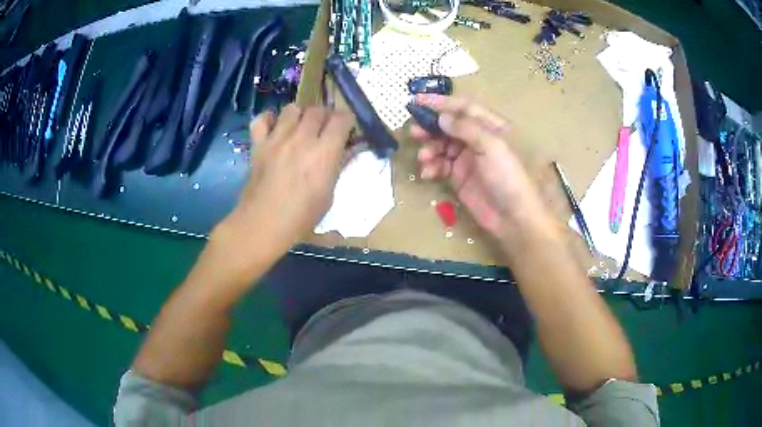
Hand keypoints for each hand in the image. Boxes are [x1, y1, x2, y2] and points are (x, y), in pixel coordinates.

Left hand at [218, 104, 352, 257]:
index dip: (347, 121)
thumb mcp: (329, 195)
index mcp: (324, 152)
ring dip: (300, 115)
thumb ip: (339, 167)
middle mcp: (302, 138)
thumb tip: (349, 150)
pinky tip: (274, 129)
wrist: (263, 224)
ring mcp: (277, 138)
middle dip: (325, 116)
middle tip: (324, 130)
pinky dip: (269, 119)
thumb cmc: (301, 217)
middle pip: (318, 109)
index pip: (342, 118)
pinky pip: (262, 119)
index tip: (346, 131)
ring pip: (292, 108)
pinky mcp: (259, 144)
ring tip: (300, 128)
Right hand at [411, 94, 545, 239]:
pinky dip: (431, 166)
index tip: (416, 101)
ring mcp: (468, 158)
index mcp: (491, 126)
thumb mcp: (492, 146)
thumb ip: (466, 128)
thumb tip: (442, 117)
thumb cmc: (509, 177)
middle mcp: (478, 139)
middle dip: (431, 127)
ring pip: (442, 145)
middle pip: (449, 125)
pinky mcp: (459, 177)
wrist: (514, 218)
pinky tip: (428, 173)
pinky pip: (440, 165)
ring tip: (423, 156)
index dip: (441, 102)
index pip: (463, 107)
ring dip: (429, 148)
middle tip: (415, 132)